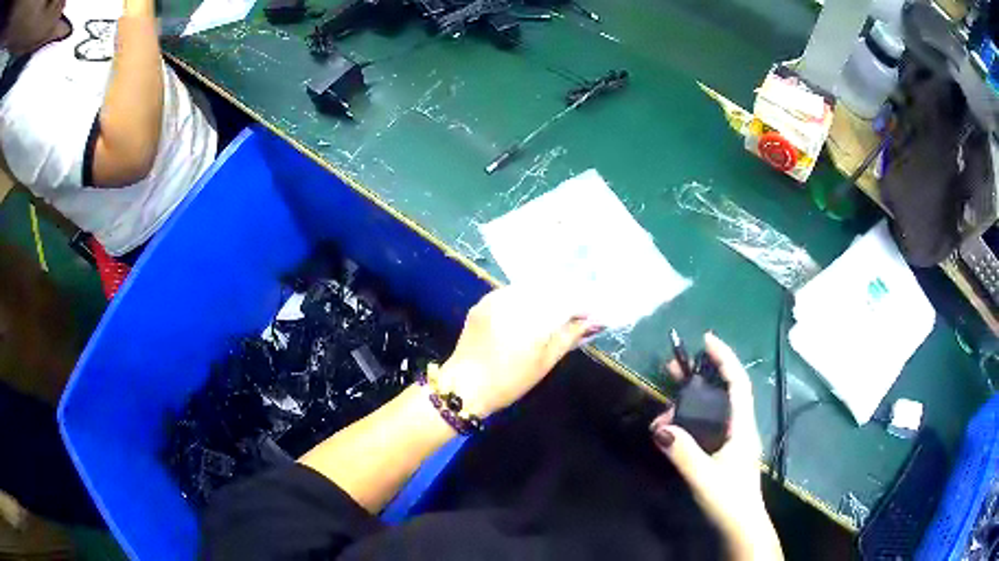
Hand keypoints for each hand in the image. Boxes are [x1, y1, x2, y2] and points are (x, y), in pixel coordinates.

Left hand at [434, 286, 602, 416]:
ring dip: (547, 295)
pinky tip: (533, 310)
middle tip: (579, 311)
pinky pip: (513, 292)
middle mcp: (512, 299)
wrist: (463, 387)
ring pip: (530, 288)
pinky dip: (527, 298)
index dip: (582, 303)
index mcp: (529, 315)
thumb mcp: (544, 362)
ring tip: (559, 310)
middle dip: (566, 296)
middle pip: (548, 288)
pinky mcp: (483, 302)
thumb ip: (569, 335)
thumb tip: (593, 320)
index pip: (565, 297)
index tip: (593, 313)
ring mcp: (495, 298)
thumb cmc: (508, 381)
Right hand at [650, 333, 782, 559]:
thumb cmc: (729, 501)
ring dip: (690, 401)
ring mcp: (732, 440)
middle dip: (700, 374)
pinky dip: (689, 419)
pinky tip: (672, 426)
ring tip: (663, 402)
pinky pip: (707, 425)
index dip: (725, 358)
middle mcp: (739, 427)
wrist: (741, 527)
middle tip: (673, 366)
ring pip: (713, 409)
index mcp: (742, 427)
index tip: (706, 340)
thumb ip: (684, 453)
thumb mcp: (704, 477)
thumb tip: (660, 427)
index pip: (738, 383)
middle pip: (724, 391)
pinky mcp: (724, 451)